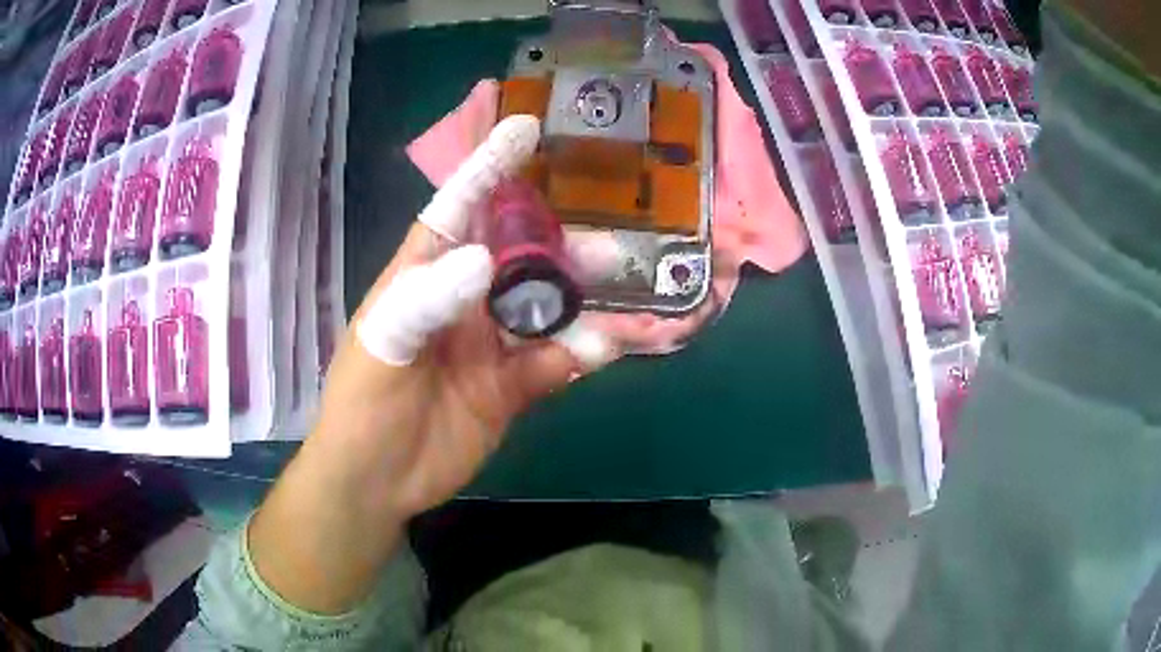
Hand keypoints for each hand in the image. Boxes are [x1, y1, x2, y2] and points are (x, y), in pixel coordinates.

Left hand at [248, 116, 613, 613]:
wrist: (377, 482)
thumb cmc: (363, 405)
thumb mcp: (383, 347)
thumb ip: (426, 299)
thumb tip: (483, 258)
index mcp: (423, 275)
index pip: (459, 205)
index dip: (491, 166)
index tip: (527, 129)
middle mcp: (462, 299)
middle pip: (518, 256)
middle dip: (560, 245)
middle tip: (609, 247)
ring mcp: (489, 343)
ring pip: (545, 308)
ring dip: (581, 300)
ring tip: (621, 290)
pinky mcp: (511, 386)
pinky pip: (553, 361)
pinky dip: (579, 353)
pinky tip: (602, 349)